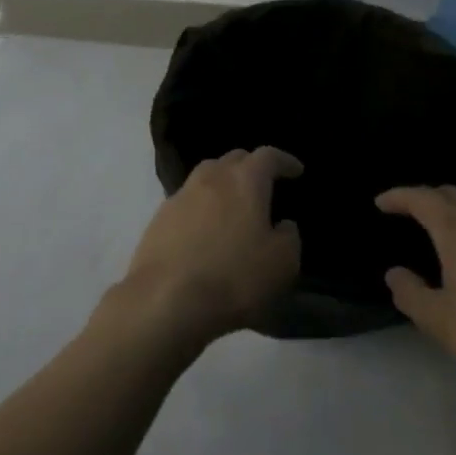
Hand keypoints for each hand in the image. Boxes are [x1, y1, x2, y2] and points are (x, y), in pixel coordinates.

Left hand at [116, 147, 303, 348]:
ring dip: (223, 183)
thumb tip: (283, 224)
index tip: (296, 171)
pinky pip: (187, 200)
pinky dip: (202, 205)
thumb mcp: (282, 264)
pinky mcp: (159, 217)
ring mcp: (180, 195)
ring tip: (235, 204)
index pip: (267, 156)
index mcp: (243, 181)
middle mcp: (209, 178)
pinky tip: (207, 227)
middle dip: (251, 166)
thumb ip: (289, 237)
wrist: (166, 298)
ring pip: (206, 176)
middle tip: (265, 185)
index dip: (284, 161)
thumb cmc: (234, 278)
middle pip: (233, 159)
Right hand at [377, 185, 455, 413]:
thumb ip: (409, 292)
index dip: (398, 197)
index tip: (380, 203)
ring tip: (436, 231)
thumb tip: (397, 274)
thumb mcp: (439, 321)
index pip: (423, 198)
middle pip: (452, 195)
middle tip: (405, 212)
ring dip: (453, 211)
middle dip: (425, 198)